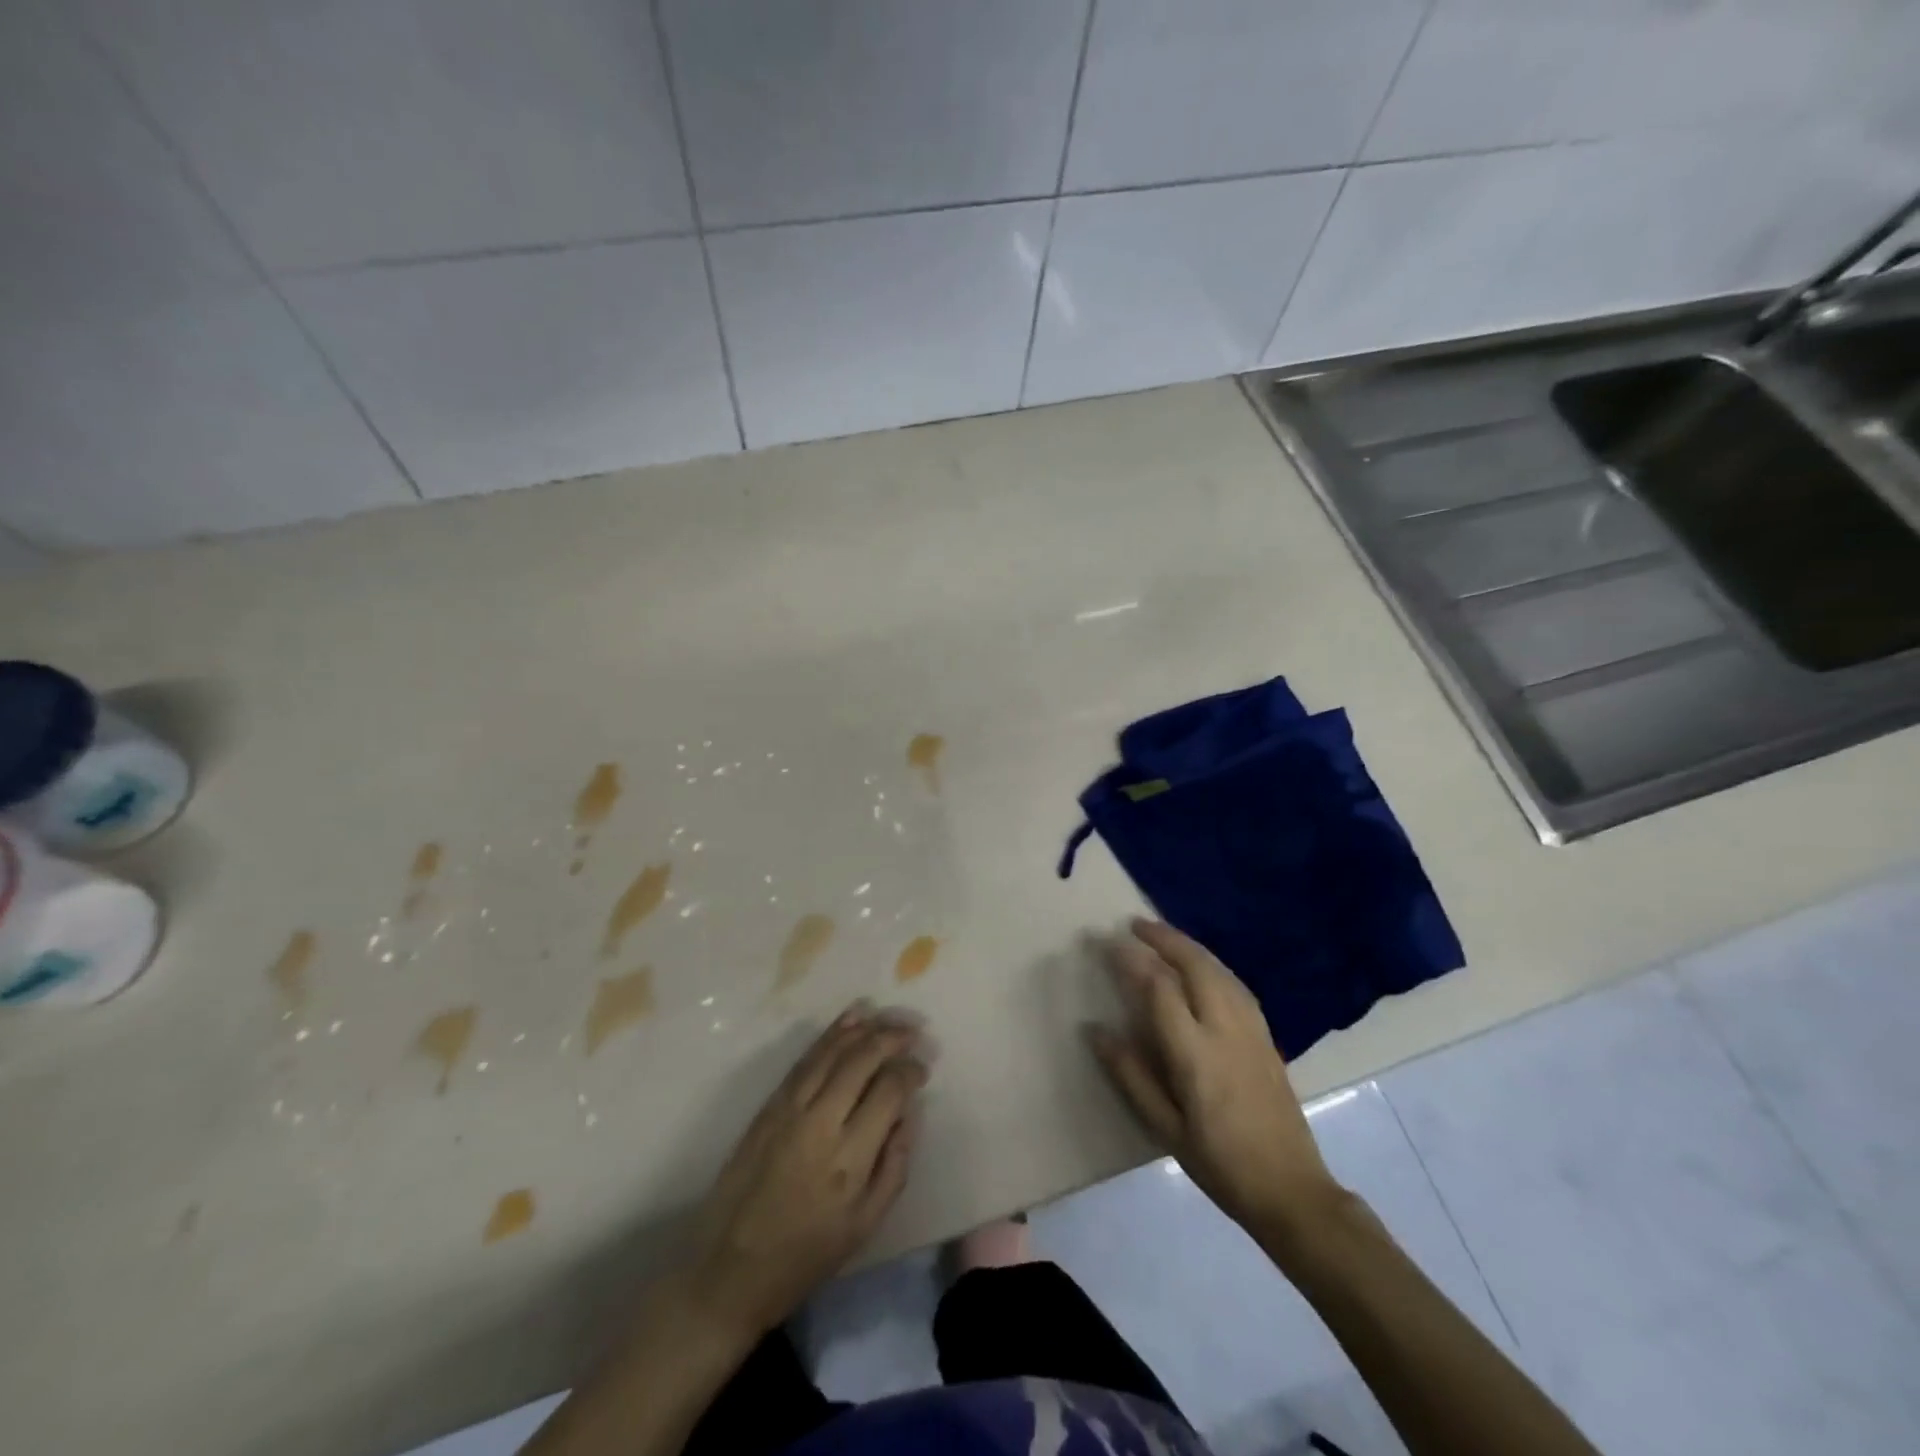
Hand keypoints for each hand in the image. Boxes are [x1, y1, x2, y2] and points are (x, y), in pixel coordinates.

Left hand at [689, 1002, 926, 1336]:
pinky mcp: (769, 1105)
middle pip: (862, 1060)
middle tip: (912, 1032)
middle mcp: (821, 1123)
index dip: (911, 1071)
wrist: (728, 1268)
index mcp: (850, 1159)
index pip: (889, 1091)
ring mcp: (790, 1109)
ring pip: (832, 1052)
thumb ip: (894, 1165)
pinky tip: (849, 1021)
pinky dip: (830, 1036)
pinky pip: (806, 1060)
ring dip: (863, 1029)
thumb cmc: (804, 1256)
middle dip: (892, 1038)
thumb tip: (908, 1113)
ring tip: (887, 1019)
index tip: (922, 1069)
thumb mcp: (865, 1226)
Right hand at [1087, 919, 1344, 1237]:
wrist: (1291, 1190)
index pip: (1160, 989)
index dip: (1132, 961)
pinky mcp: (1266, 1036)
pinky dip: (1212, 963)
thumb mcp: (1165, 1127)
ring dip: (1189, 946)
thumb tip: (1096, 1030)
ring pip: (1219, 969)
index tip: (1108, 944)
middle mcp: (1226, 1030)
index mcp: (1196, 1054)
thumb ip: (1130, 1074)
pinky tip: (1201, 966)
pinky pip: (1236, 984)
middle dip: (1164, 938)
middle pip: (1196, 965)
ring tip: (1162, 936)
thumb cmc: (1219, 1164)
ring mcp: (1252, 1029)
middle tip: (1135, 924)